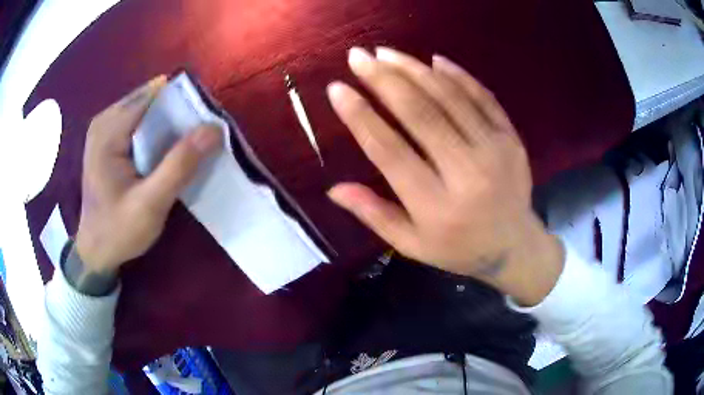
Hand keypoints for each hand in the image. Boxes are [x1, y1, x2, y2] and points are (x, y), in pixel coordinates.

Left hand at [75, 76, 222, 276]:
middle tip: (197, 137)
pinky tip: (164, 150)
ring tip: (184, 145)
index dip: (182, 101)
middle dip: (175, 112)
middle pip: (149, 99)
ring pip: (145, 109)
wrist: (96, 251)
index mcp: (108, 131)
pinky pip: (137, 122)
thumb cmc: (119, 231)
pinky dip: (155, 130)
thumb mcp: (151, 204)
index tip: (205, 119)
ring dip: (167, 122)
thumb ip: (179, 165)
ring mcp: (104, 129)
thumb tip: (214, 128)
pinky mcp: (107, 140)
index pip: (152, 95)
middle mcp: (104, 121)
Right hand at [326, 48, 562, 304]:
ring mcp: (495, 151)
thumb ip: (374, 215)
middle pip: (420, 114)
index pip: (389, 151)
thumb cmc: (460, 249)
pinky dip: (459, 76)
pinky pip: (483, 98)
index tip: (338, 89)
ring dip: (414, 70)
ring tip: (386, 53)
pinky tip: (435, 60)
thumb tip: (334, 189)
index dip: (360, 117)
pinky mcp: (511, 139)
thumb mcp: (412, 245)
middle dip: (383, 80)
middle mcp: (466, 173)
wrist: (515, 246)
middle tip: (358, 57)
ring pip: (450, 98)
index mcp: (435, 206)